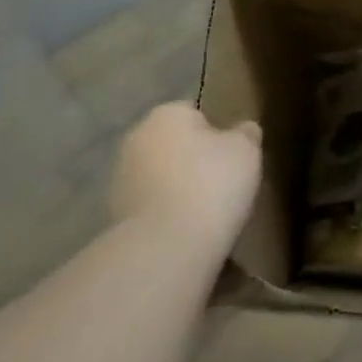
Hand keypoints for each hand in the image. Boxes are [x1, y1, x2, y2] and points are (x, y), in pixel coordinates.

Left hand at [111, 103, 261, 255]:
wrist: (166, 247)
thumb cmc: (211, 185)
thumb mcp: (247, 151)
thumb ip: (246, 134)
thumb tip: (244, 130)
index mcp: (166, 114)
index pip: (194, 113)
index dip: (216, 133)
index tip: (232, 156)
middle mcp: (136, 139)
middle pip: (174, 145)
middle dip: (193, 160)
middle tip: (223, 184)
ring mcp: (121, 179)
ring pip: (160, 176)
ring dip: (177, 189)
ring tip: (206, 213)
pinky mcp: (115, 216)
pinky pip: (151, 207)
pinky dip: (166, 215)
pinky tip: (186, 232)